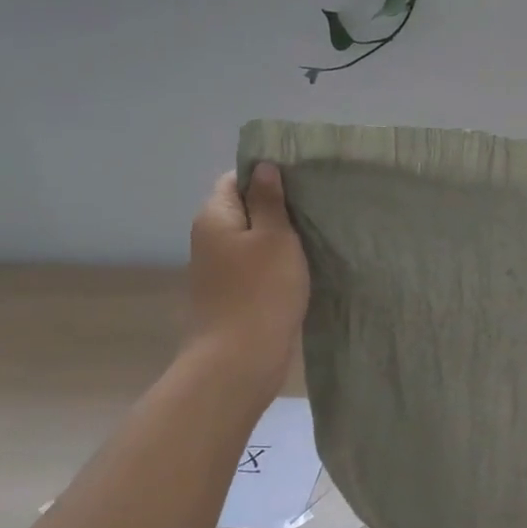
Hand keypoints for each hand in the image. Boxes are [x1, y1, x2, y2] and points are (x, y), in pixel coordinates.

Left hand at [186, 163, 308, 401]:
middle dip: (278, 206)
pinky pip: (255, 265)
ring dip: (280, 236)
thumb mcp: (274, 237)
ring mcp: (219, 269)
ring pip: (253, 239)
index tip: (301, 179)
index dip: (266, 175)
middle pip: (245, 208)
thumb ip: (269, 200)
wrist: (239, 360)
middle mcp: (210, 238)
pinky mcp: (232, 293)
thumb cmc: (261, 291)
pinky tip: (302, 265)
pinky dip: (276, 262)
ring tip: (316, 233)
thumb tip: (262, 167)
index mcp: (215, 216)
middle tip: (316, 206)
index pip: (236, 178)